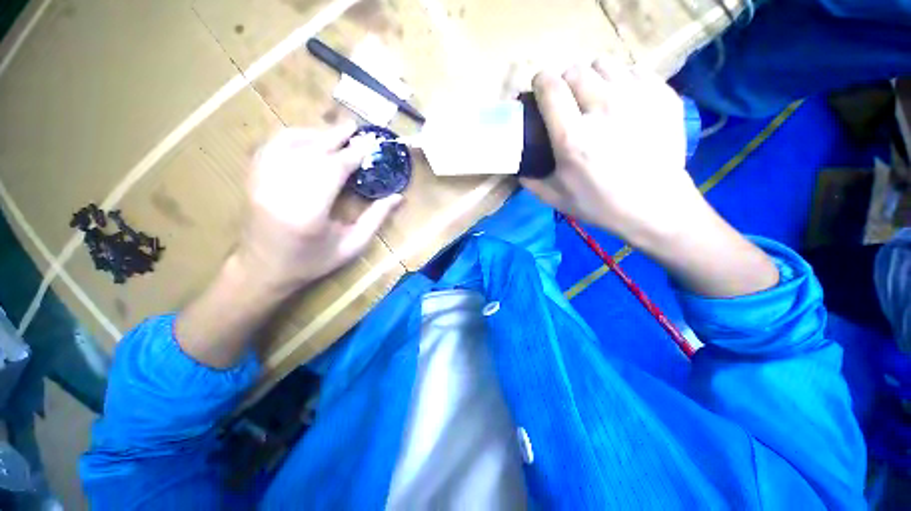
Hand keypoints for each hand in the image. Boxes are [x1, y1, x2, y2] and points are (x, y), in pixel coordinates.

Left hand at [237, 122, 401, 293]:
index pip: (333, 170)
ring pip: (288, 143)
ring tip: (334, 132)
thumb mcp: (351, 246)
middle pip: (311, 151)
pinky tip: (306, 138)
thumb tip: (398, 197)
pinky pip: (270, 147)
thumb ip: (376, 219)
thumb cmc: (311, 263)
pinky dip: (290, 137)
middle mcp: (280, 191)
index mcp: (308, 213)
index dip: (353, 155)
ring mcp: (261, 183)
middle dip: (335, 136)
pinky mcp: (252, 179)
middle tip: (354, 127)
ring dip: (314, 133)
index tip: (370, 145)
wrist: (262, 271)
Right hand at [521, 58, 703, 246]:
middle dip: (565, 81)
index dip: (540, 83)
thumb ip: (530, 179)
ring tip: (596, 98)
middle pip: (575, 70)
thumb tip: (518, 165)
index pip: (550, 87)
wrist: (654, 206)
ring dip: (593, 78)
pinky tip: (623, 102)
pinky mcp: (662, 95)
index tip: (540, 91)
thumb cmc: (599, 204)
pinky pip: (633, 71)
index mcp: (573, 137)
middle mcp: (603, 109)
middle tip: (568, 101)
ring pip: (604, 64)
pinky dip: (622, 82)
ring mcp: (637, 97)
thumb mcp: (555, 198)